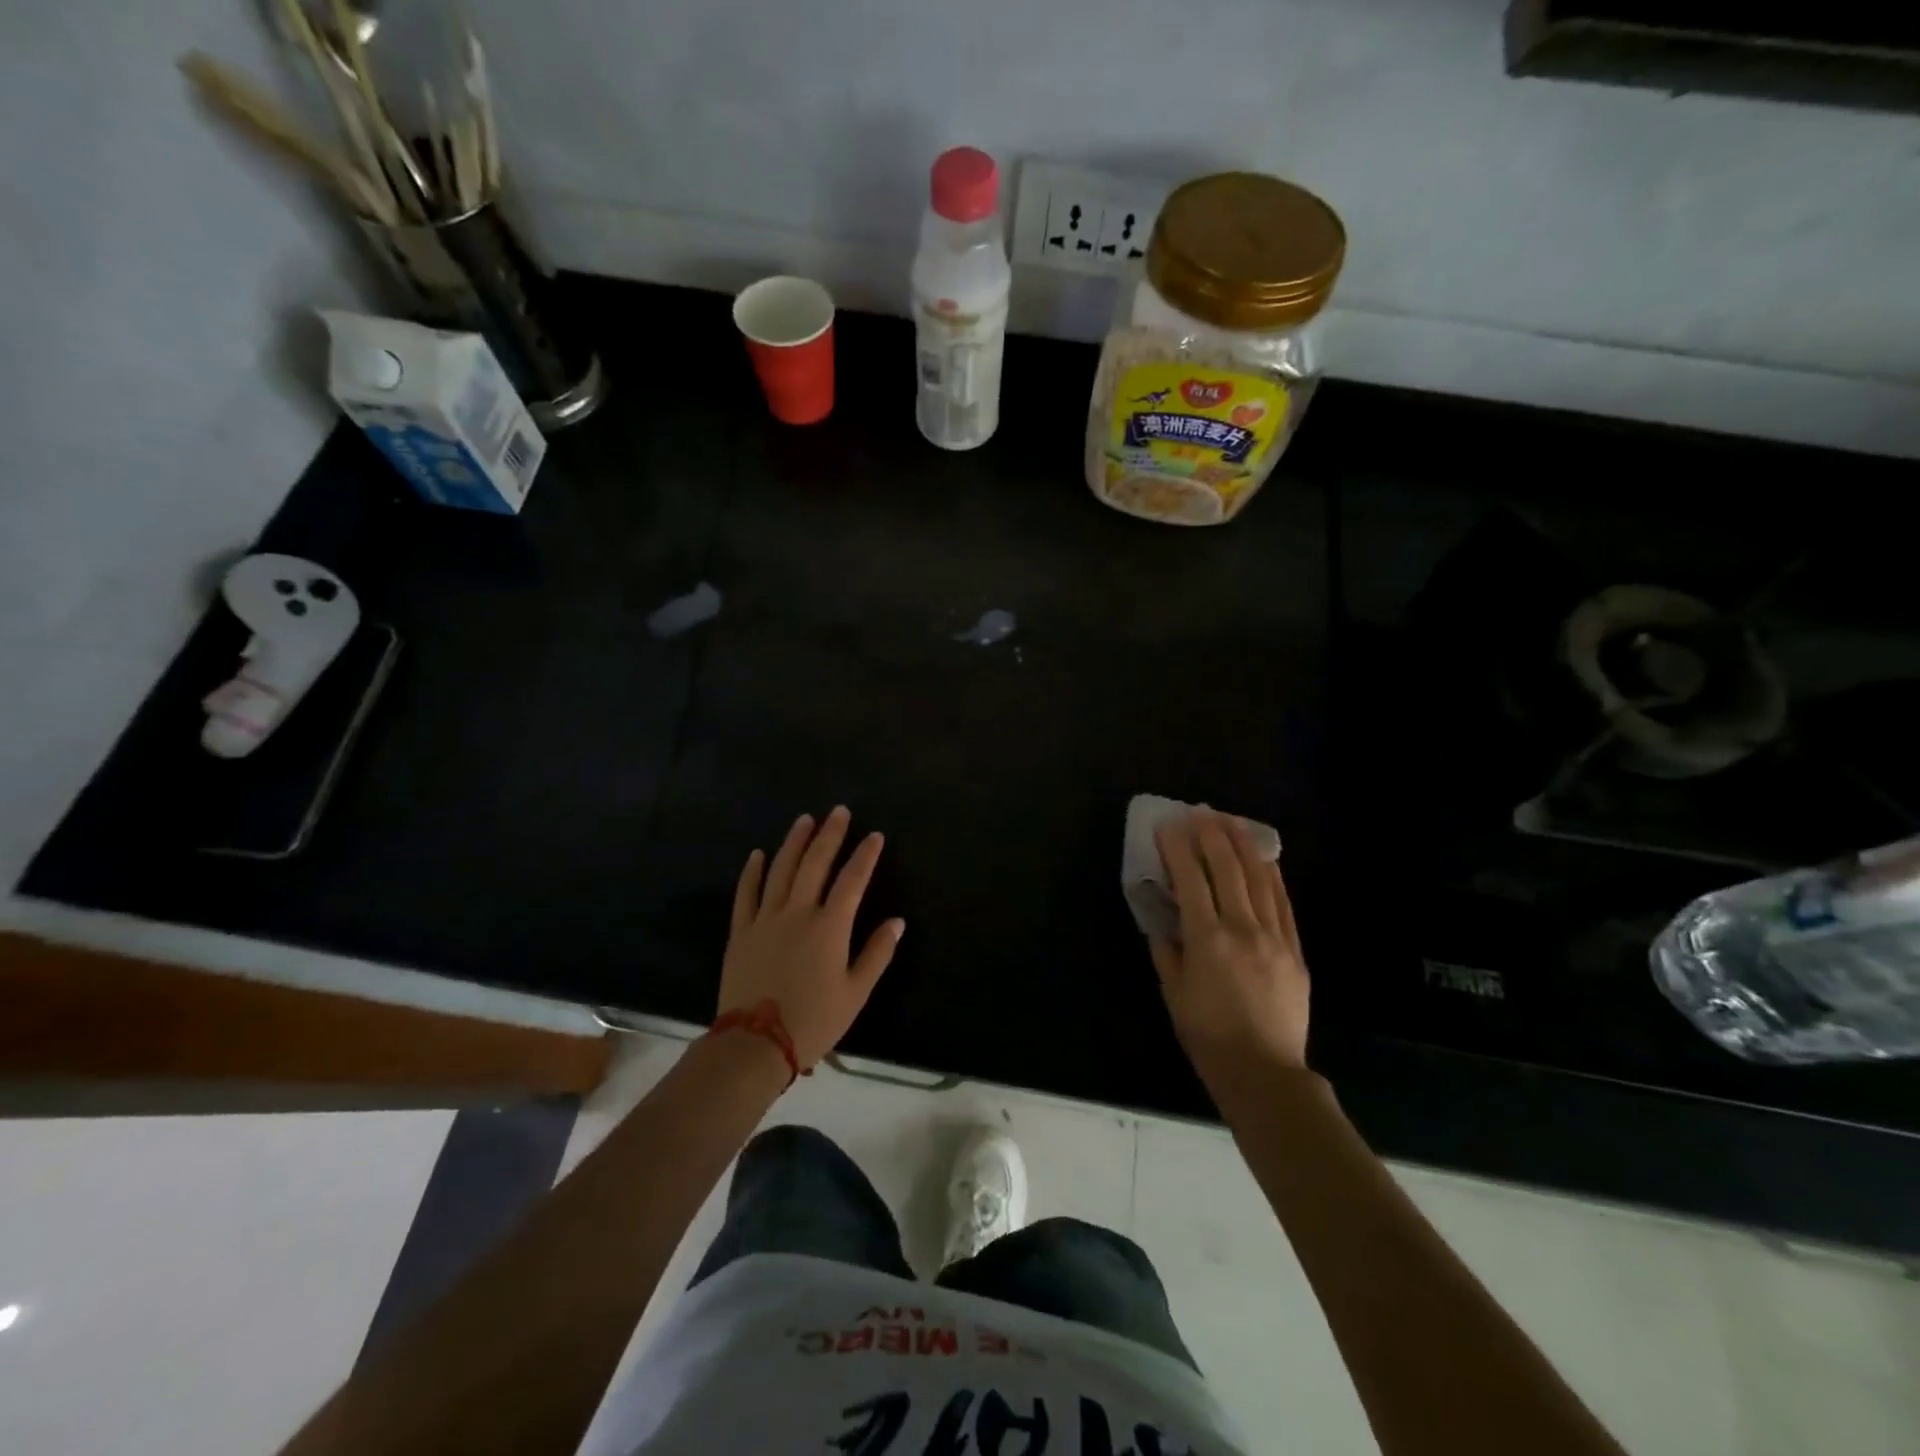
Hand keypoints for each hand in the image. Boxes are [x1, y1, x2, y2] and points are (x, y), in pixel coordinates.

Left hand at [718, 807, 904, 1070]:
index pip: (852, 880)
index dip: (865, 855)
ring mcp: (765, 919)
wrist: (755, 1044)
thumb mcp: (855, 993)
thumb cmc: (813, 1020)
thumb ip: (877, 953)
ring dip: (794, 842)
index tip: (874, 835)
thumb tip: (896, 921)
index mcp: (829, 927)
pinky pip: (746, 893)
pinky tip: (758, 854)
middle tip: (838, 811)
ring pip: (781, 870)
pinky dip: (752, 871)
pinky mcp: (741, 931)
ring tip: (804, 819)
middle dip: (829, 835)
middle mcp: (798, 912)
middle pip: (815, 863)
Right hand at [1150, 808, 1310, 1086]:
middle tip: (1199, 812)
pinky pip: (1283, 902)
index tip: (1168, 826)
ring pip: (1259, 878)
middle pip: (1227, 869)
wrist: (1264, 1071)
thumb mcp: (1174, 992)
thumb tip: (1163, 918)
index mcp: (1207, 939)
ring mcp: (1274, 936)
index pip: (1191, 879)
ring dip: (1243, 845)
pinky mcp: (1295, 948)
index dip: (1177, 848)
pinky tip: (1264, 858)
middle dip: (1211, 835)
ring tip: (1231, 820)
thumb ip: (1166, 949)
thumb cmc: (1208, 1035)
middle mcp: (1242, 928)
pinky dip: (1271, 875)